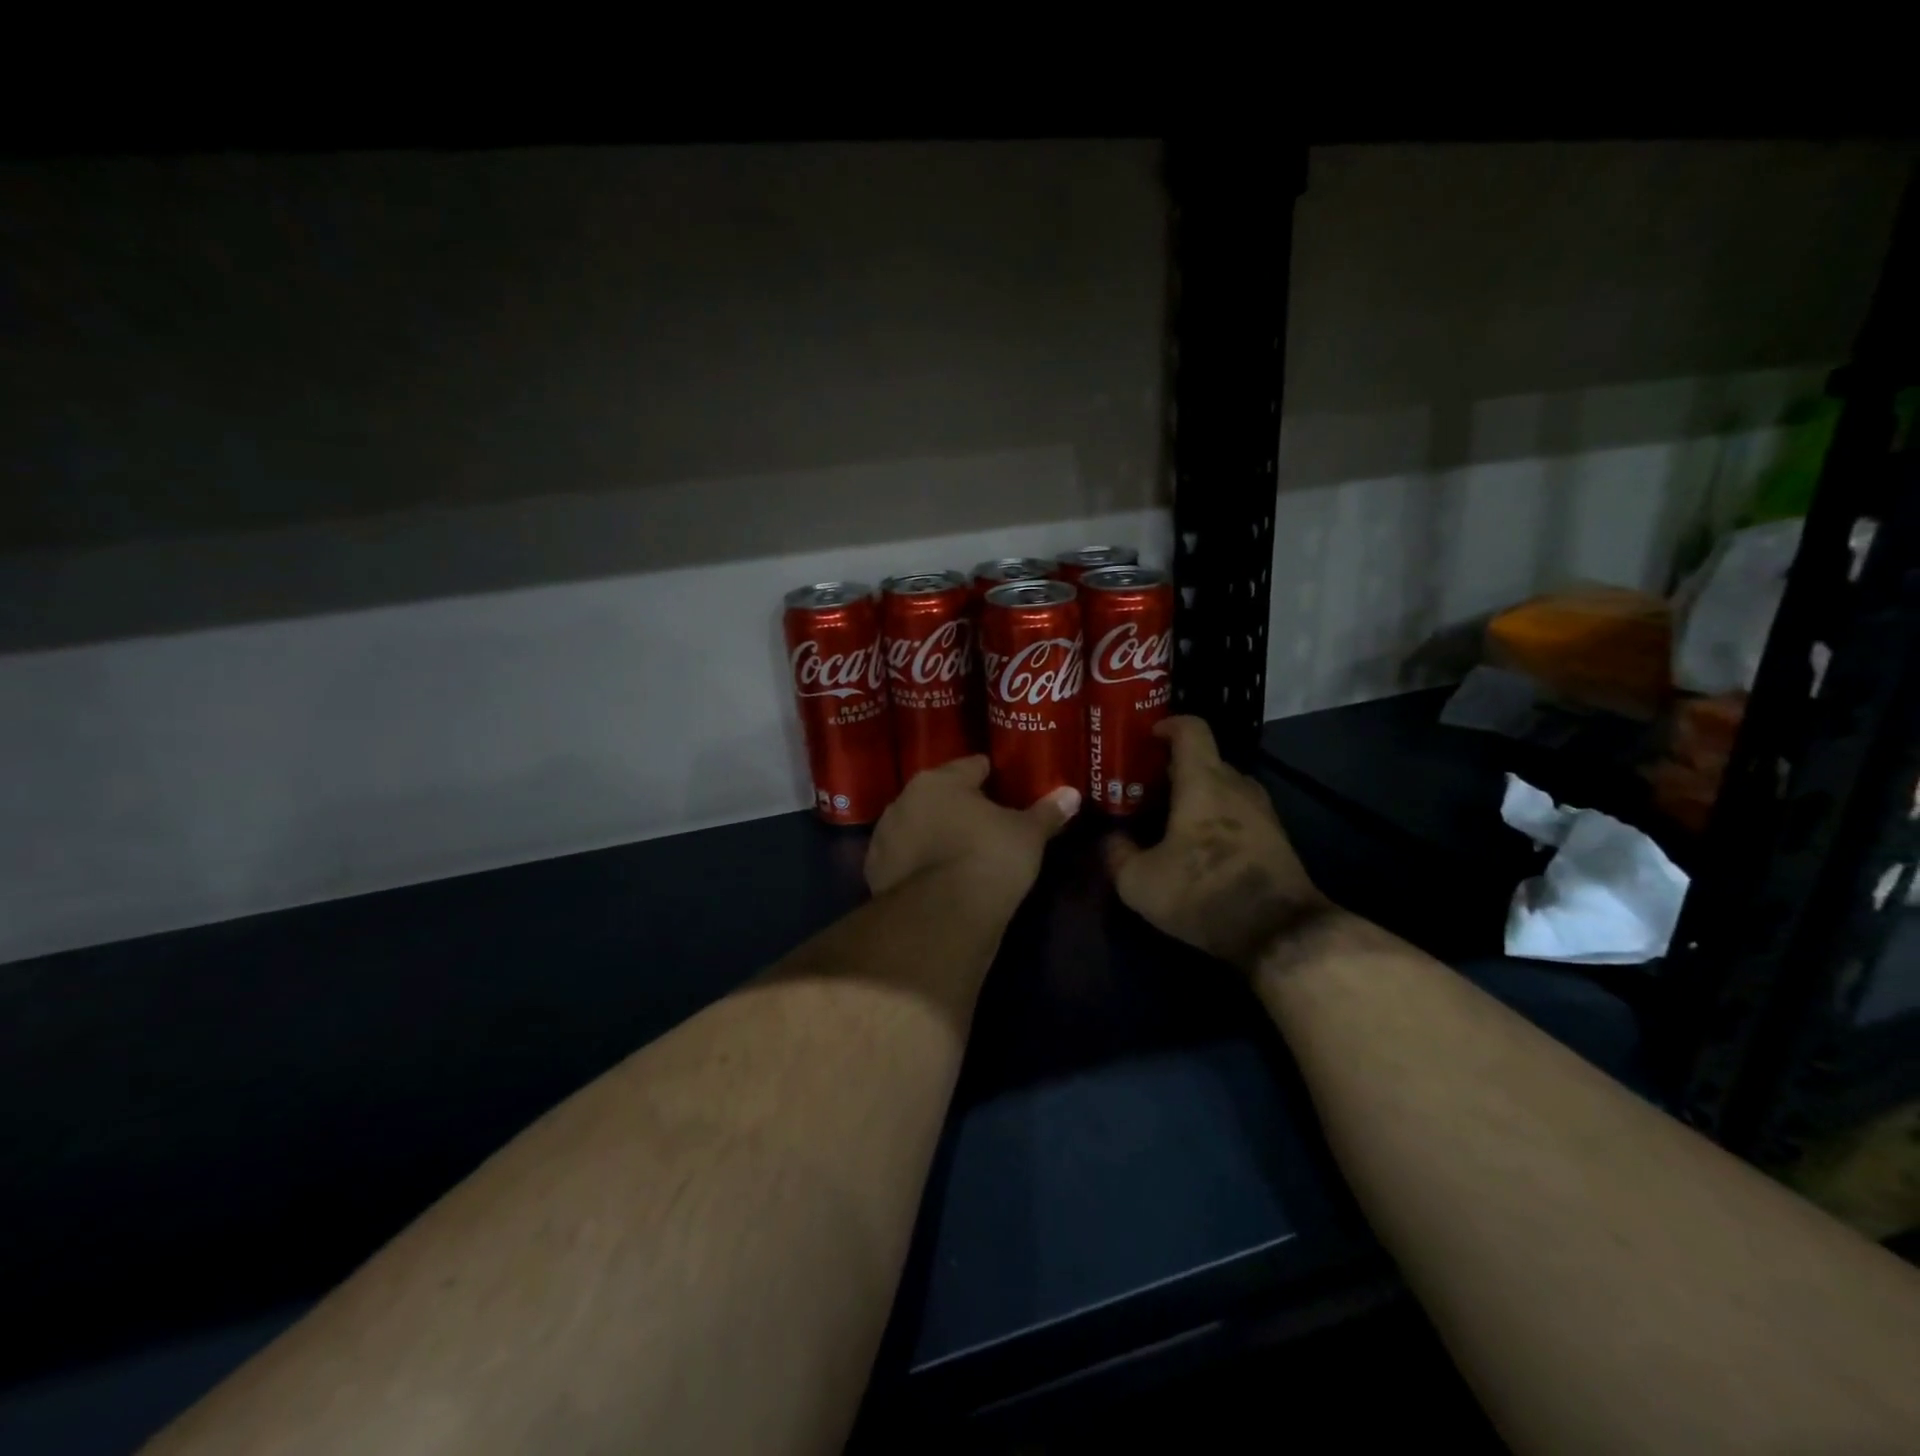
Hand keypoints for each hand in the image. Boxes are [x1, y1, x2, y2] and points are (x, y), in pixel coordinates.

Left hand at [865, 756, 1079, 910]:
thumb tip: (1072, 793)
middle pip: (939, 795)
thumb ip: (1047, 812)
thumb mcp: (1028, 835)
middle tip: (986, 823)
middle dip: (959, 806)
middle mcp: (905, 800)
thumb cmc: (989, 859)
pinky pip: (904, 858)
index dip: (991, 775)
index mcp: (940, 780)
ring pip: (917, 826)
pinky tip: (937, 878)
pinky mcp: (875, 872)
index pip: (971, 766)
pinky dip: (918, 864)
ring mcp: (885, 836)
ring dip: (934, 834)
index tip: (1005, 787)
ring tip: (960, 853)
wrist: (941, 918)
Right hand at [1105, 717, 1326, 969]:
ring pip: (1223, 788)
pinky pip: (1238, 813)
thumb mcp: (1139, 881)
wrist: (1279, 932)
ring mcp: (1262, 812)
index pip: (1191, 729)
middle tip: (1143, 788)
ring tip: (1167, 817)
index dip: (1167, 725)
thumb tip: (1110, 840)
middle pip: (1205, 760)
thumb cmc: (1202, 892)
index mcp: (1203, 781)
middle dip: (1173, 768)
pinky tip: (1197, 846)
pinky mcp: (1275, 839)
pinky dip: (1216, 817)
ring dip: (1196, 795)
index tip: (1146, 737)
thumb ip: (1116, 854)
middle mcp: (1236, 786)